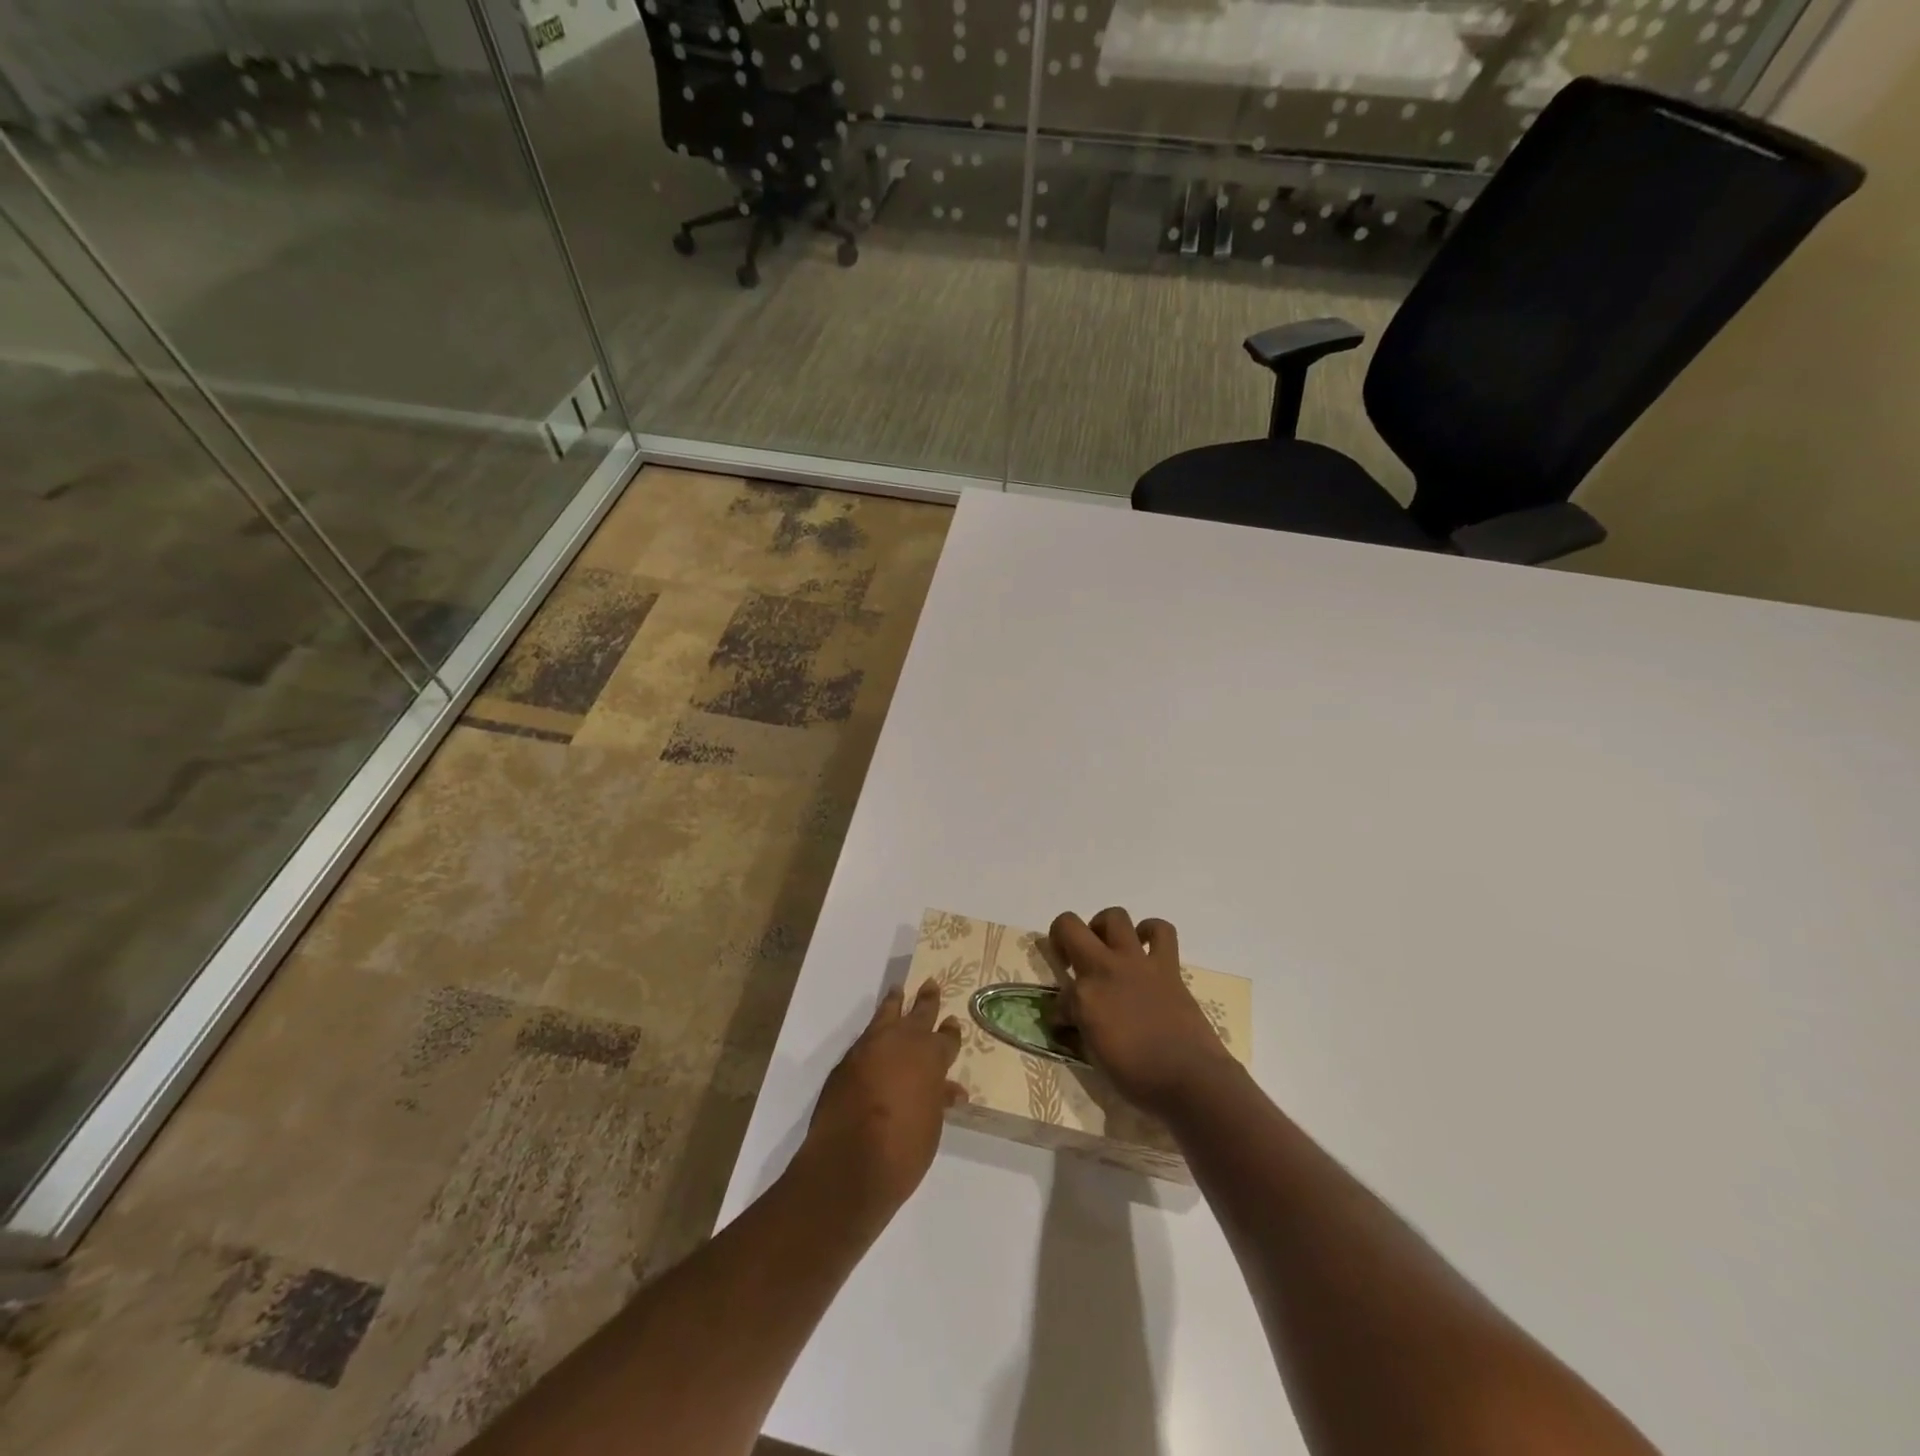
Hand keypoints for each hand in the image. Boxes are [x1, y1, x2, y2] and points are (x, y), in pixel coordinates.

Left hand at [795, 983, 965, 1219]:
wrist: (849, 1163)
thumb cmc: (903, 1149)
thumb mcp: (931, 1125)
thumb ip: (938, 1100)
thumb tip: (950, 1090)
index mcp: (931, 1056)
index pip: (946, 1038)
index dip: (950, 1032)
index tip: (952, 1022)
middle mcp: (902, 1042)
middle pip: (919, 1014)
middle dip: (927, 1000)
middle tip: (930, 984)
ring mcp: (871, 1047)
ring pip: (886, 1014)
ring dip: (894, 1003)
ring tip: (897, 991)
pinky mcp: (847, 1061)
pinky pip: (867, 1036)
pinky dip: (875, 1029)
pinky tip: (876, 1033)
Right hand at [1051, 907, 1233, 1116]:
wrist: (1191, 1080)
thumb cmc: (1138, 1078)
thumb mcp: (1094, 1058)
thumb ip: (1079, 1029)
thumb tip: (1070, 1019)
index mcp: (1083, 996)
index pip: (1058, 994)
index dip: (1060, 1009)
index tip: (1068, 1023)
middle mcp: (1105, 968)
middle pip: (1069, 925)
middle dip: (1062, 936)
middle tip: (1071, 958)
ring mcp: (1137, 962)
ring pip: (1114, 916)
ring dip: (1104, 927)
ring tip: (1106, 946)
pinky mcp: (1167, 966)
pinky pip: (1162, 932)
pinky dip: (1151, 932)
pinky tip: (1145, 946)